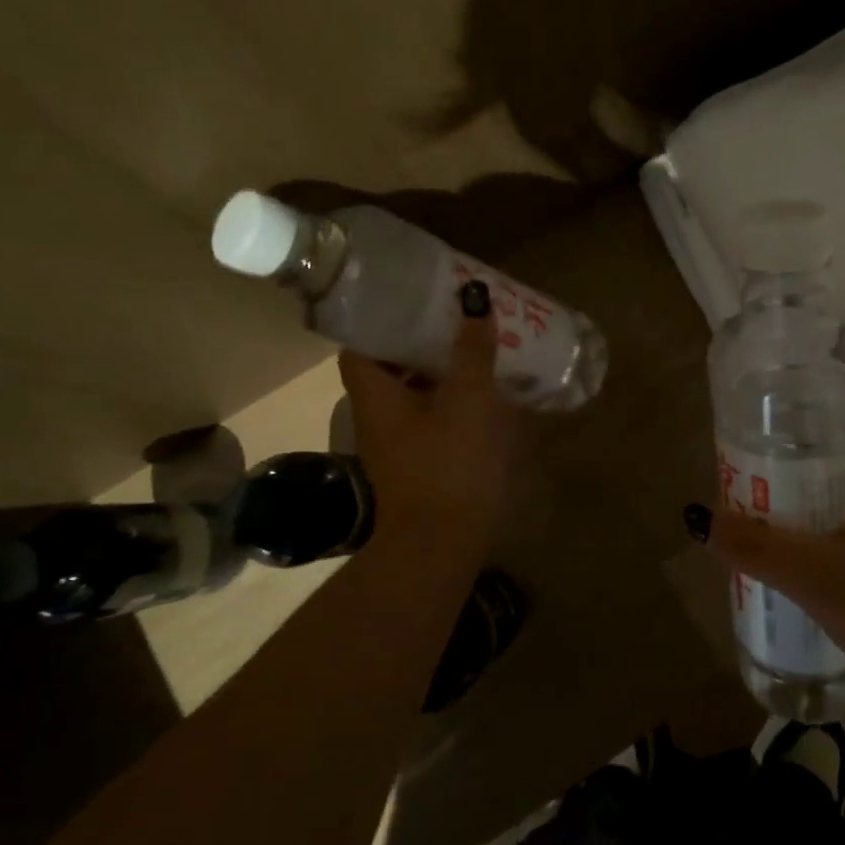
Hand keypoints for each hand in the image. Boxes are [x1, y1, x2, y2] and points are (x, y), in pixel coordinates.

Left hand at [338, 282, 515, 567]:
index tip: (409, 299)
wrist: (442, 545)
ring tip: (474, 344)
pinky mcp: (422, 460)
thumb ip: (472, 353)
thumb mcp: (467, 402)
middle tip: (453, 315)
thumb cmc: (448, 467)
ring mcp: (400, 441)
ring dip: (440, 368)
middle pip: (389, 366)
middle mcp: (379, 415)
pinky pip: (432, 415)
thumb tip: (475, 302)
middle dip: (419, 339)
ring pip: (413, 391)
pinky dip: (452, 398)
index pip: (359, 346)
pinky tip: (486, 392)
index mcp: (377, 396)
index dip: (379, 320)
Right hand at [699, 411, 844, 709]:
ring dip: (819, 474)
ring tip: (767, 482)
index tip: (767, 402)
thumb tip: (698, 516)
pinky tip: (803, 529)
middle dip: (804, 437)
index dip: (811, 395)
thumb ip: (755, 545)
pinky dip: (836, 503)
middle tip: (753, 444)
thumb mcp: (817, 577)